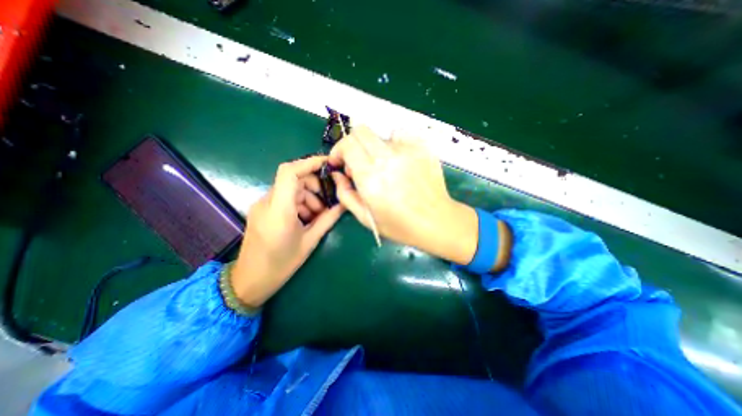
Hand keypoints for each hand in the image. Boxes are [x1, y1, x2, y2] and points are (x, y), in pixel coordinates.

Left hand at [231, 155, 343, 308]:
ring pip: (290, 189)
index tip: (328, 164)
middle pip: (293, 179)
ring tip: (318, 216)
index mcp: (279, 210)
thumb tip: (344, 204)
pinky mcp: (262, 210)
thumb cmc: (281, 264)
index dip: (309, 162)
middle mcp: (267, 202)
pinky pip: (284, 198)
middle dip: (314, 186)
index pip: (290, 172)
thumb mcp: (310, 241)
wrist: (250, 281)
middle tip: (327, 203)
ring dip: (308, 197)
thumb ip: (328, 219)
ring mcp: (262, 205)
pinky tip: (306, 218)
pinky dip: (299, 203)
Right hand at [325, 125, 478, 265]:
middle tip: (358, 163)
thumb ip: (345, 194)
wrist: (436, 221)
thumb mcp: (365, 217)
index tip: (340, 162)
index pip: (347, 144)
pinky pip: (401, 134)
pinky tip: (399, 159)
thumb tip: (338, 174)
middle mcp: (387, 158)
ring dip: (374, 146)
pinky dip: (394, 142)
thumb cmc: (399, 225)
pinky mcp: (422, 147)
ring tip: (382, 165)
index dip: (338, 150)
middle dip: (353, 144)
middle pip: (361, 131)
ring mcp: (407, 150)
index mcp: (370, 177)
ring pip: (381, 133)